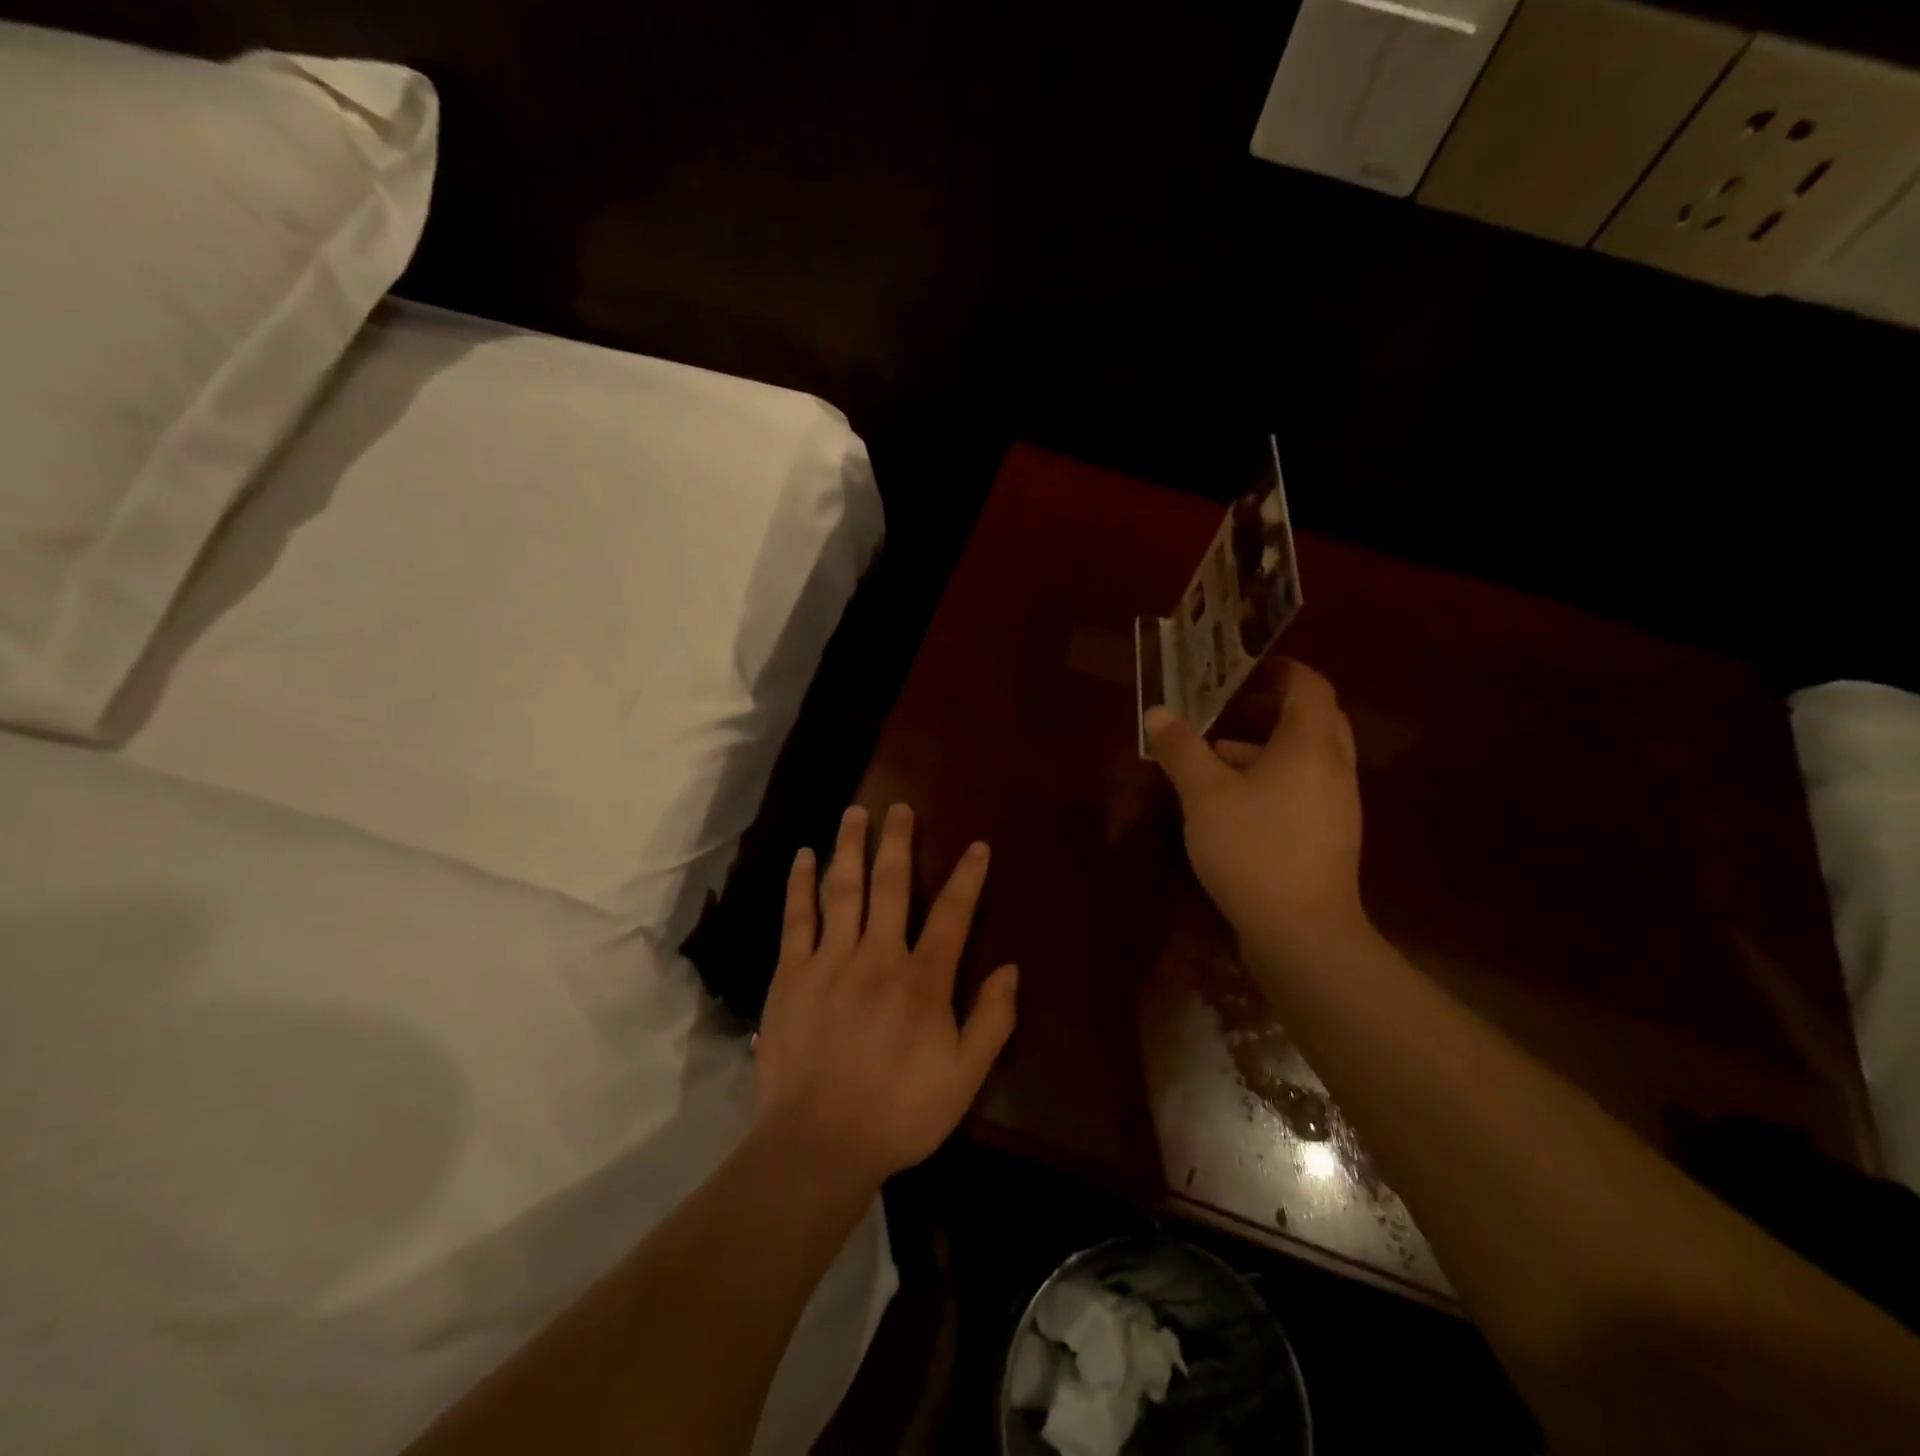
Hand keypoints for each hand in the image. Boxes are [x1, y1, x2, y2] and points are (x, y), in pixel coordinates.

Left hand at [754, 803, 1018, 1189]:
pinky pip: (797, 919)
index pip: (952, 914)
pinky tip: (803, 858)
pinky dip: (800, 885)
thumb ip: (991, 1021)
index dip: (967, 877)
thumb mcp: (964, 1078)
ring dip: (850, 847)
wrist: (817, 1143)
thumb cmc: (899, 1112)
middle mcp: (877, 956)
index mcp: (923, 980)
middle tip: (900, 807)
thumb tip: (1010, 968)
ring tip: (855, 812)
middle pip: (891, 885)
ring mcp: (830, 961)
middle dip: (898, 842)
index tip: (976, 847)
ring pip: (843, 890)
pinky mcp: (791, 975)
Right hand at [1146, 658, 1367, 961]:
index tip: (1245, 666)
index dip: (1281, 669)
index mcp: (1311, 745)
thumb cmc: (1253, 848)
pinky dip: (1270, 779)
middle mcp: (1334, 768)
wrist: (1302, 933)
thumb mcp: (1204, 794)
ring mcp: (1335, 805)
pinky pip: (1301, 788)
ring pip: (1305, 758)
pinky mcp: (1327, 837)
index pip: (1310, 686)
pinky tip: (1230, 802)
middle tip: (1232, 703)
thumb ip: (1181, 749)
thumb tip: (1157, 713)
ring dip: (1265, 746)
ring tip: (1214, 754)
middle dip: (1274, 707)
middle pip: (1314, 719)